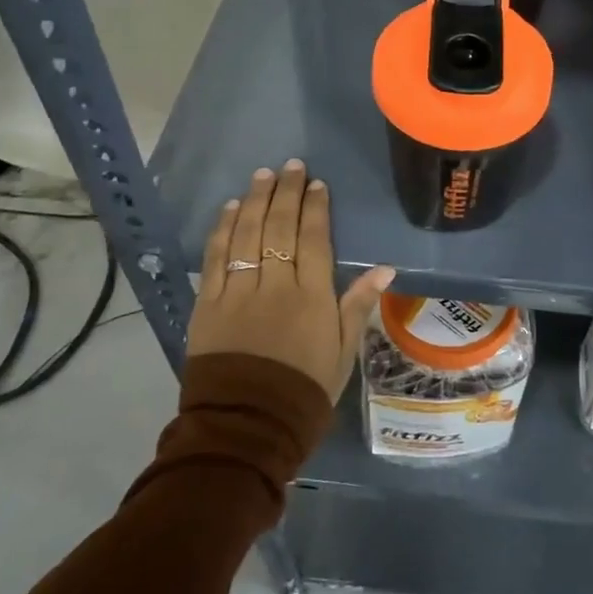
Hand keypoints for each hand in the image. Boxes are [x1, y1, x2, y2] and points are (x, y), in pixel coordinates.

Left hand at [188, 160, 394, 403]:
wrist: (246, 428)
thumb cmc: (304, 392)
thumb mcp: (342, 353)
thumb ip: (358, 306)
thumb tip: (384, 268)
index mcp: (311, 298)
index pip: (314, 239)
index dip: (315, 208)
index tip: (316, 184)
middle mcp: (274, 286)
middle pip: (280, 228)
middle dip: (287, 193)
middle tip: (291, 166)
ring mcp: (237, 293)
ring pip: (247, 235)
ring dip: (256, 201)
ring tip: (263, 175)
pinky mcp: (208, 305)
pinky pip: (216, 258)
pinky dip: (224, 229)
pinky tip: (232, 208)